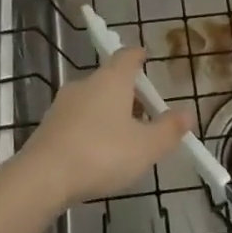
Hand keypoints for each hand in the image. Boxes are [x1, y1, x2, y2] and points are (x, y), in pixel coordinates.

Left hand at [15, 48, 189, 208]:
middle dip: (127, 92)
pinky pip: (77, 119)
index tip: (146, 58)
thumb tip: (188, 112)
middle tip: (144, 112)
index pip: (127, 56)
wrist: (43, 177)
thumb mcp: (145, 147)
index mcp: (112, 79)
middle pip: (110, 78)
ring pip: (92, 100)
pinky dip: (91, 128)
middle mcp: (86, 83)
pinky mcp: (49, 125)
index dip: (138, 56)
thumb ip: (168, 129)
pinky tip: (98, 152)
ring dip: (108, 112)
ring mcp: (63, 104)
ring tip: (124, 137)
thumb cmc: (102, 153)